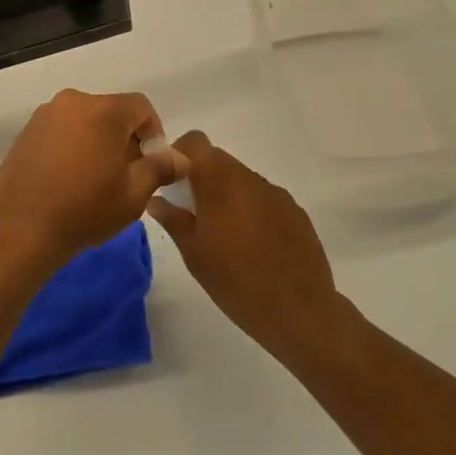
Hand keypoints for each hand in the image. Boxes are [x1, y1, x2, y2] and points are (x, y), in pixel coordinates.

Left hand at [0, 90, 186, 268]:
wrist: (20, 228)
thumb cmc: (85, 210)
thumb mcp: (133, 194)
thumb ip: (160, 168)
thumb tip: (180, 157)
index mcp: (102, 111)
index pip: (141, 107)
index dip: (154, 132)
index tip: (151, 163)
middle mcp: (71, 102)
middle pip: (111, 111)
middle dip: (125, 137)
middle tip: (127, 174)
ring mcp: (43, 116)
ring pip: (84, 120)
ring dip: (97, 141)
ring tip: (97, 179)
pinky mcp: (25, 133)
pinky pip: (60, 131)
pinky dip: (72, 145)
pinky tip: (69, 178)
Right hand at [146, 131, 349, 354]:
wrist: (299, 311)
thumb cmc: (235, 282)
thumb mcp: (194, 254)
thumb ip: (173, 220)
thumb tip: (156, 200)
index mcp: (220, 184)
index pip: (196, 143)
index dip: (179, 155)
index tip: (170, 182)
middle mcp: (250, 179)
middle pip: (218, 160)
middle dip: (201, 178)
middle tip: (191, 212)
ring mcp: (277, 194)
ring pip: (241, 179)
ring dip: (227, 194)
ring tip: (223, 233)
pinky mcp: (296, 212)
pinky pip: (263, 198)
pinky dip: (250, 209)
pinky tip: (252, 244)